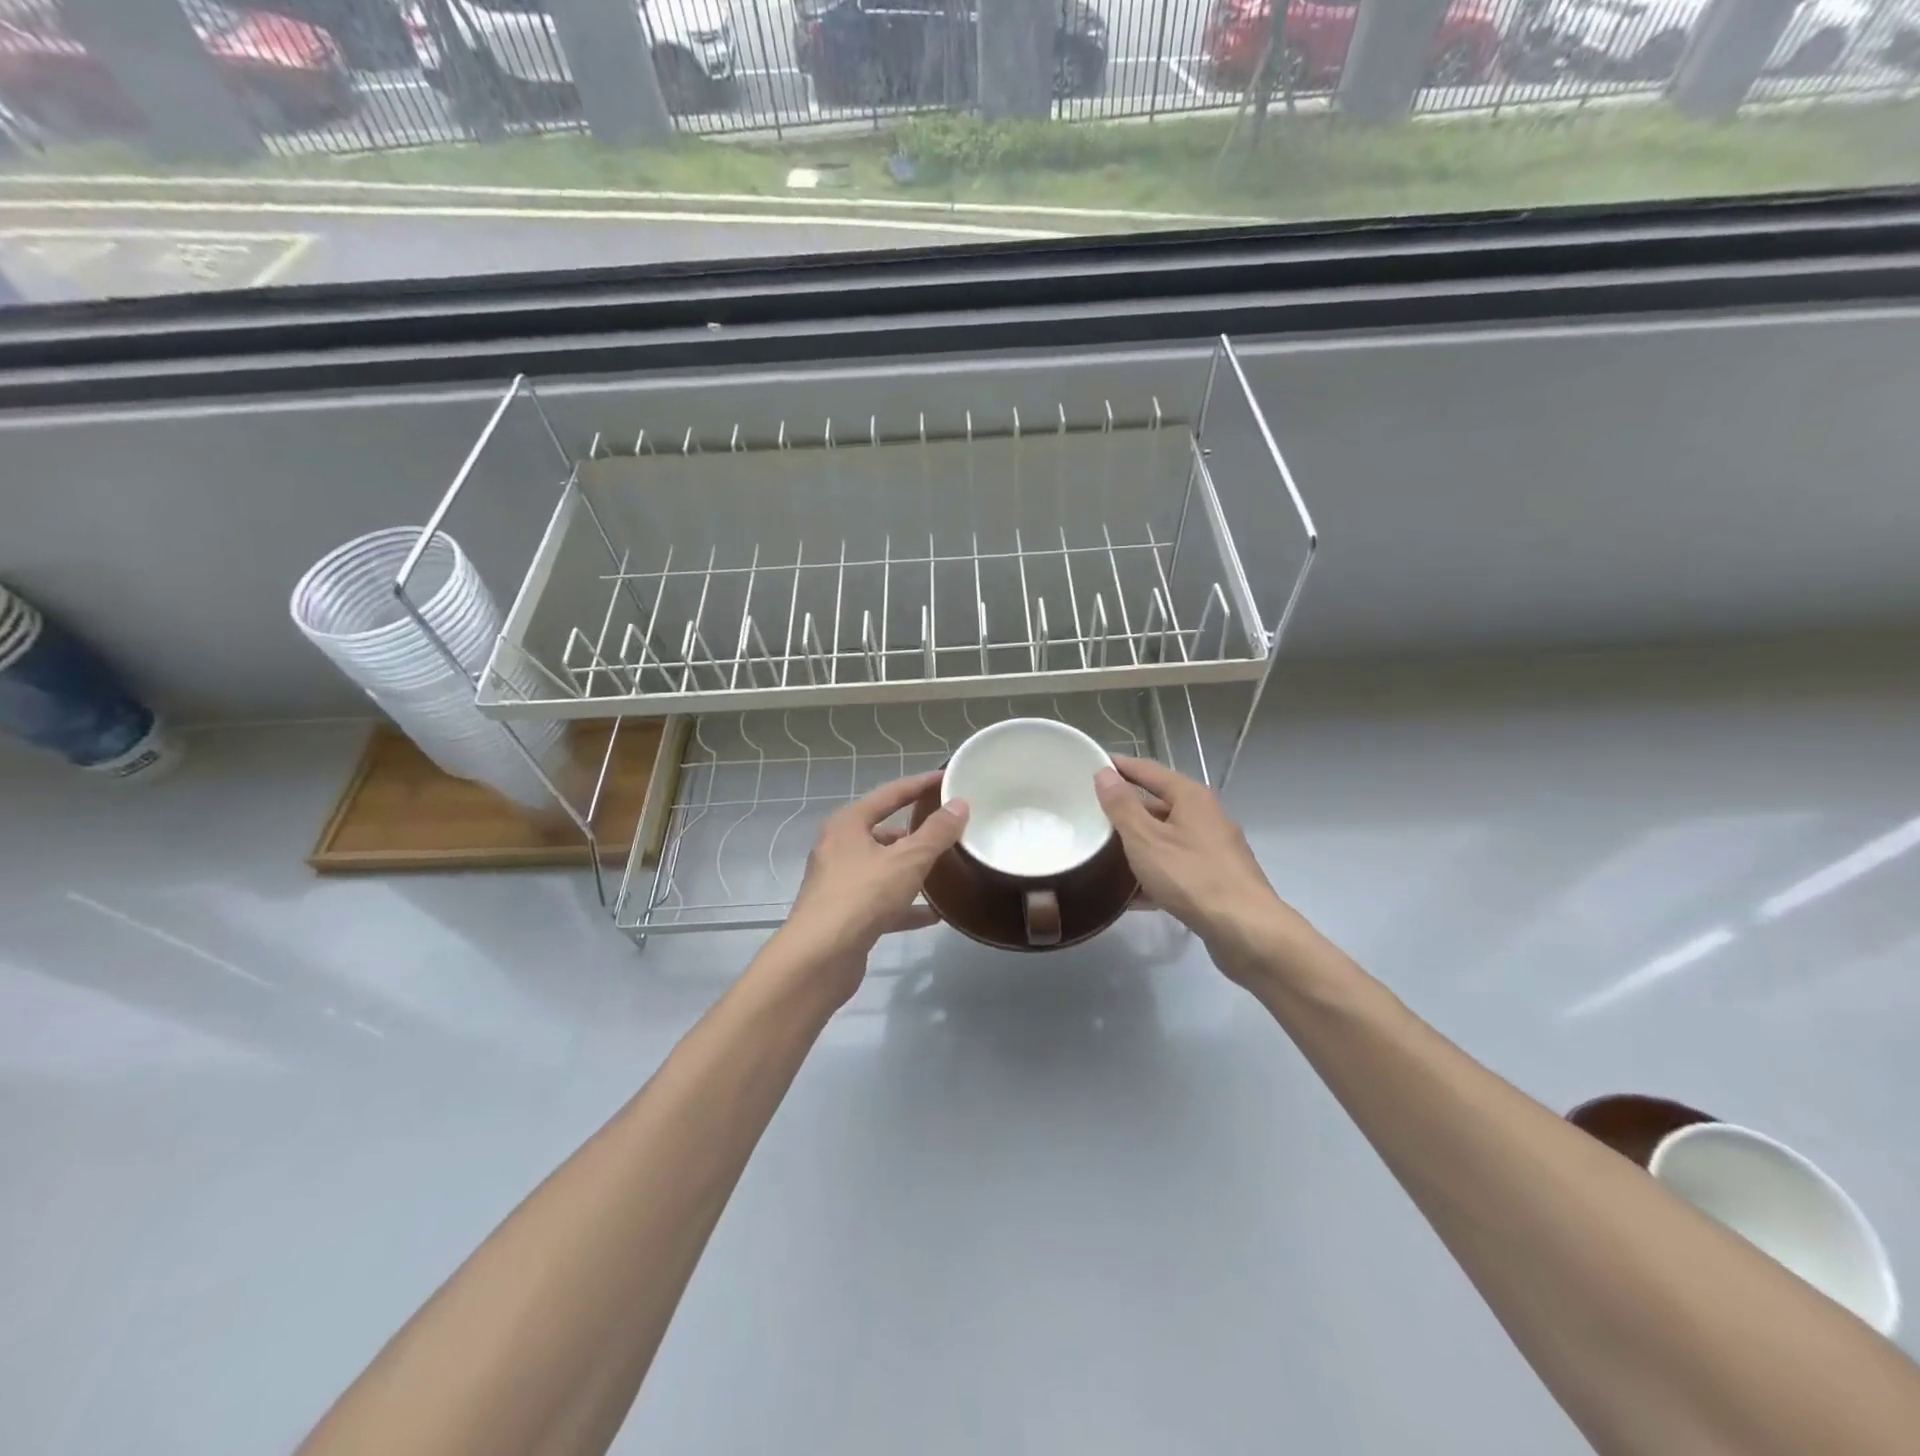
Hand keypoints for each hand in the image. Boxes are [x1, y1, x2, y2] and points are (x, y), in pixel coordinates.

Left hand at [768, 771, 968, 1005]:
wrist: (819, 958)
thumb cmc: (863, 896)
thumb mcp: (908, 860)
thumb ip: (936, 833)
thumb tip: (959, 805)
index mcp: (848, 824)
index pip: (890, 794)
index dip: (920, 785)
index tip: (947, 780)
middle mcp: (839, 848)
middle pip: (884, 831)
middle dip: (917, 832)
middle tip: (950, 830)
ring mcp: (839, 883)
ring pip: (883, 868)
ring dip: (912, 870)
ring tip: (946, 870)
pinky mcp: (845, 914)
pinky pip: (882, 901)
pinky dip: (905, 904)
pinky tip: (933, 915)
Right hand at [1094, 756, 1307, 983]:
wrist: (1246, 930)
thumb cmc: (1192, 876)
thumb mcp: (1146, 839)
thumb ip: (1122, 806)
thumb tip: (1104, 773)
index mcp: (1191, 797)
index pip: (1148, 770)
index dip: (1119, 766)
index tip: (1091, 765)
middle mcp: (1206, 816)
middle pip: (1158, 804)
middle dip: (1126, 809)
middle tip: (1090, 813)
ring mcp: (1213, 849)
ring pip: (1166, 838)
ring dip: (1137, 844)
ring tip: (1102, 853)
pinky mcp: (1215, 879)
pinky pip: (1176, 867)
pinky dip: (1153, 874)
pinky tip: (1130, 894)